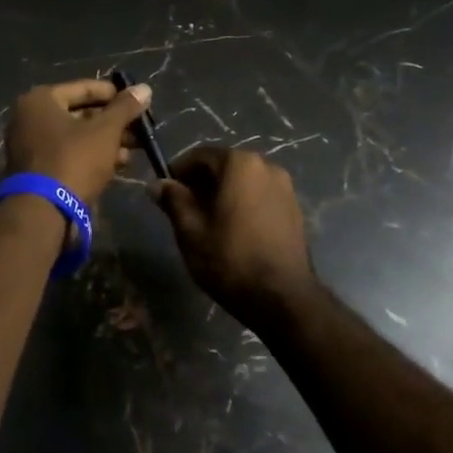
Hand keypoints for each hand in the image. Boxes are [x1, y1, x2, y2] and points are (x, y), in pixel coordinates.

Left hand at [4, 77, 152, 203]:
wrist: (43, 211)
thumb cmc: (74, 160)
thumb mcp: (105, 131)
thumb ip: (125, 108)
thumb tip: (145, 88)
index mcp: (41, 100)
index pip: (85, 88)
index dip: (115, 95)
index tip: (139, 102)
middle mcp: (31, 117)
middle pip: (81, 112)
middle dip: (114, 122)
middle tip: (140, 128)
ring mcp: (32, 144)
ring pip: (77, 135)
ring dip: (107, 140)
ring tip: (136, 148)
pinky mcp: (38, 169)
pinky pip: (69, 153)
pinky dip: (92, 155)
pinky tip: (119, 163)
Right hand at [155, 146, 320, 333]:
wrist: (282, 297)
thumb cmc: (230, 259)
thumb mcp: (190, 230)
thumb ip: (173, 200)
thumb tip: (157, 183)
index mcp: (240, 164)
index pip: (201, 156)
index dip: (179, 171)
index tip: (165, 192)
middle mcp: (267, 166)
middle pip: (224, 166)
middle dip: (201, 183)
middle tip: (183, 210)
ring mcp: (285, 187)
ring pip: (244, 182)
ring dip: (223, 194)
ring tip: (207, 223)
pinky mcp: (294, 209)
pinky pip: (260, 196)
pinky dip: (243, 204)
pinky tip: (233, 230)